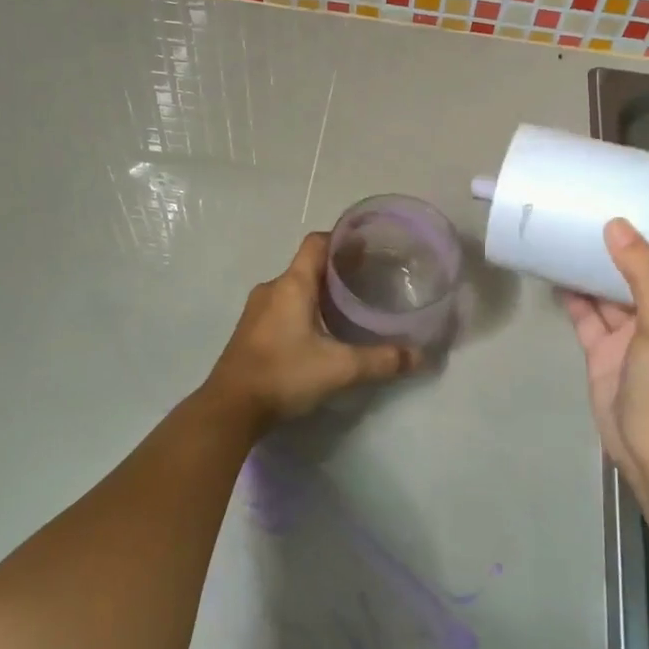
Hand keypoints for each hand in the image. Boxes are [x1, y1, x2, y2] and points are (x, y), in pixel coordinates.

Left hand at [204, 232, 415, 429]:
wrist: (229, 409)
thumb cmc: (284, 374)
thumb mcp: (339, 369)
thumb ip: (381, 361)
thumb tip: (420, 357)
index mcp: (292, 284)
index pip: (317, 243)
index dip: (342, 240)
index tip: (368, 247)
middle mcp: (272, 288)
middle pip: (308, 265)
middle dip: (337, 268)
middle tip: (367, 280)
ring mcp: (257, 310)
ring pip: (294, 287)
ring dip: (319, 290)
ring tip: (347, 306)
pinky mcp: (250, 330)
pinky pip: (282, 306)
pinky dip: (303, 308)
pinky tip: (319, 331)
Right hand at [560, 221, 648, 496]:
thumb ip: (642, 274)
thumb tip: (617, 225)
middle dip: (632, 239)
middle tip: (605, 204)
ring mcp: (630, 333)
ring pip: (612, 289)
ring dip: (596, 264)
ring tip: (572, 230)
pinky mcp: (602, 350)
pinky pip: (586, 314)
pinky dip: (572, 294)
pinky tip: (553, 272)